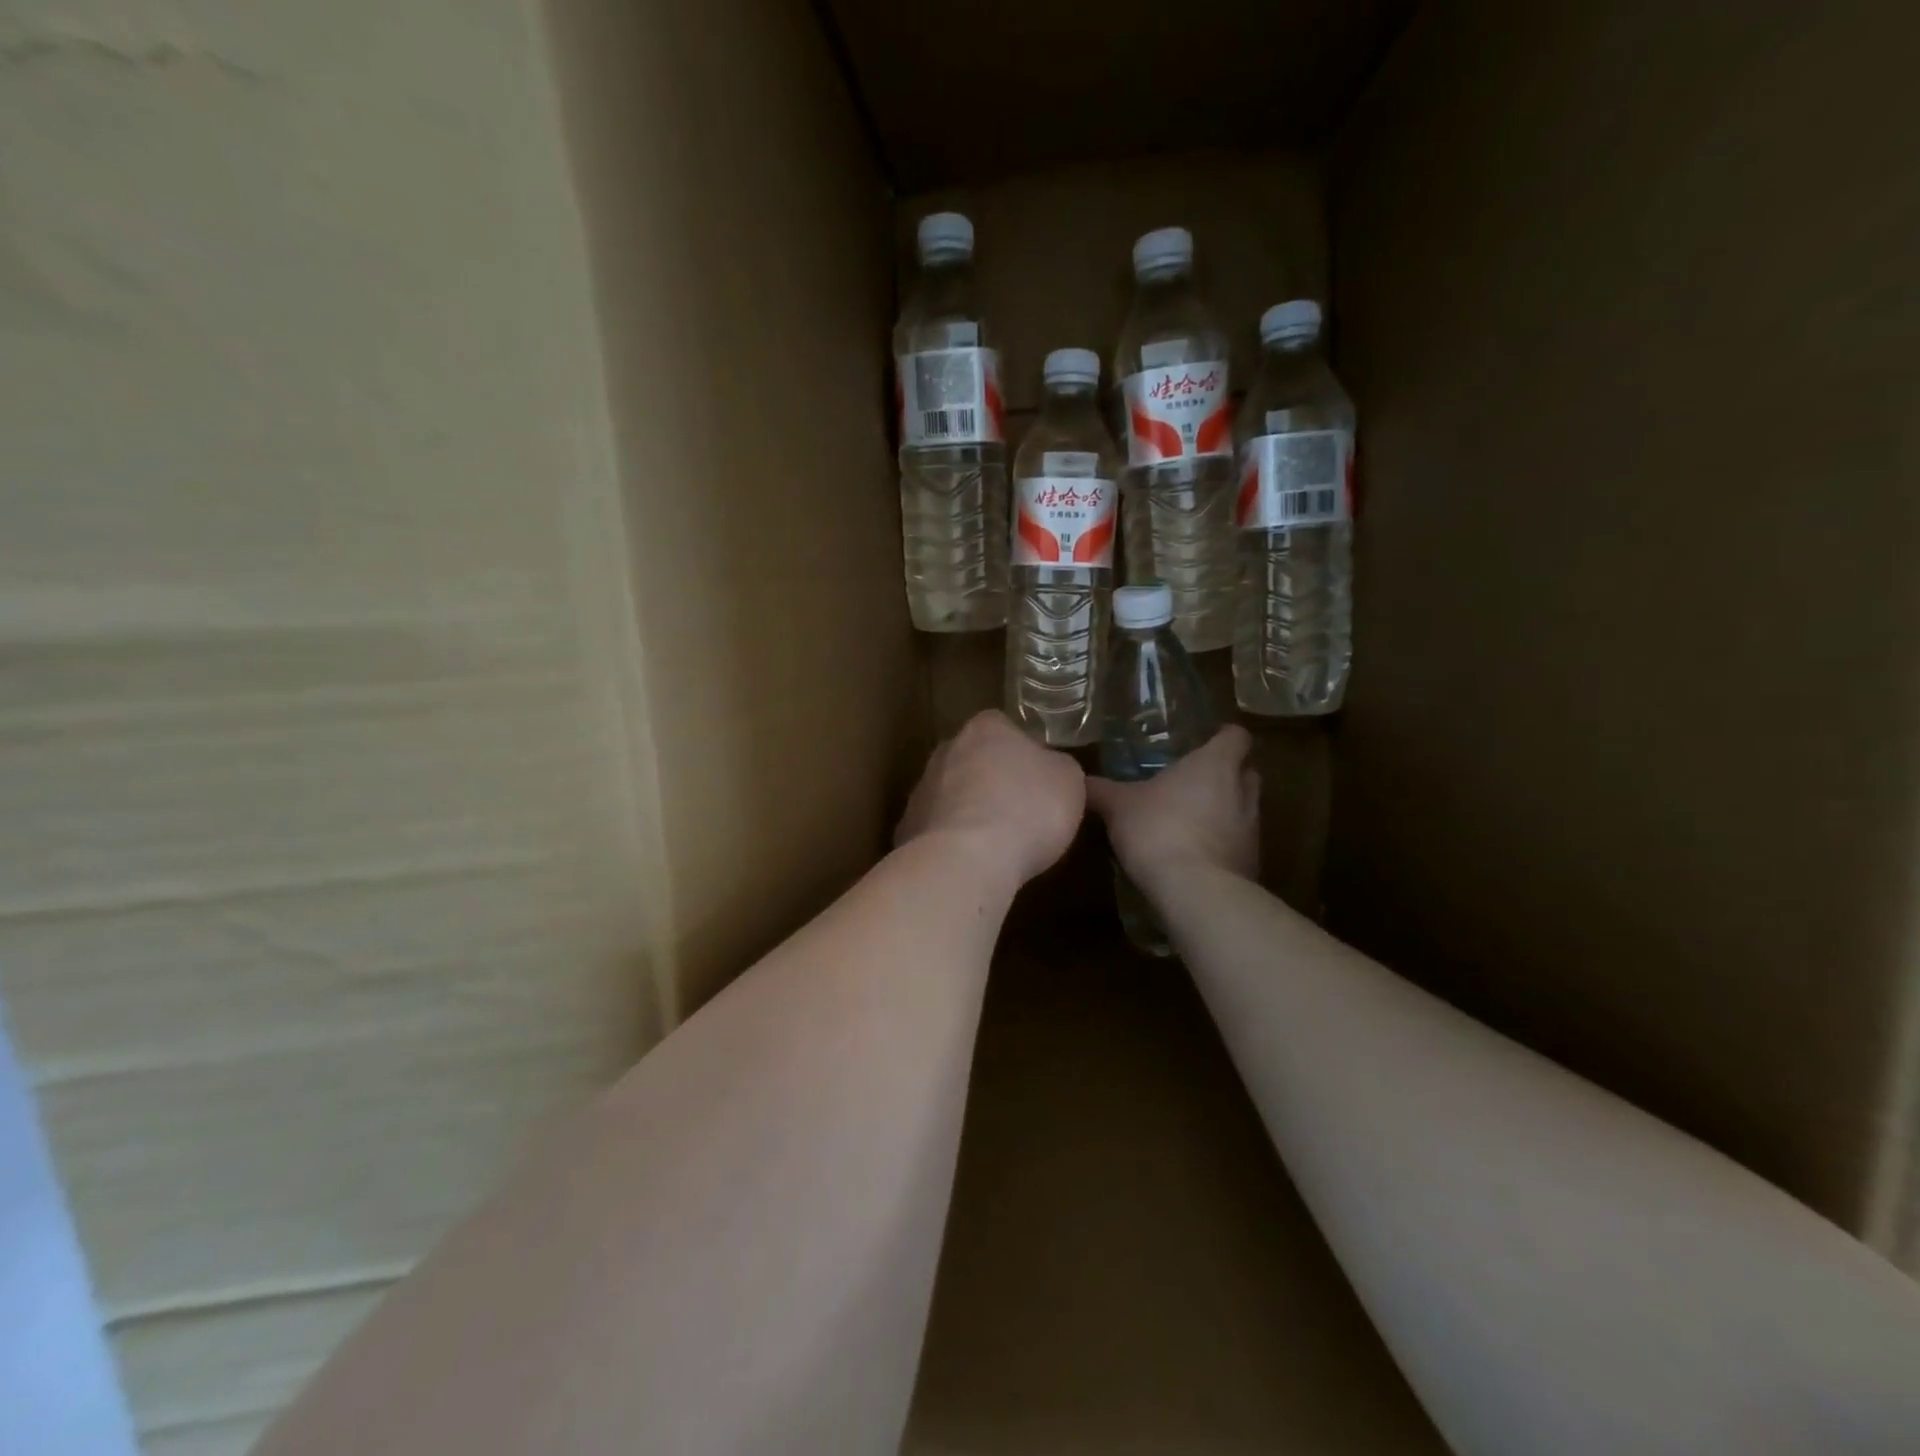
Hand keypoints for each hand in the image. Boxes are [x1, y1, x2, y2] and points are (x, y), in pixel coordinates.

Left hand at [896, 710, 1085, 887]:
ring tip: (998, 845)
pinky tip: (971, 864)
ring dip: (971, 812)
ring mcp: (922, 789)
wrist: (967, 860)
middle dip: (993, 781)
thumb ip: (1058, 767)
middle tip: (1021, 812)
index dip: (1025, 753)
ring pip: (953, 795)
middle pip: (975, 760)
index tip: (1040, 781)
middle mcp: (947, 749)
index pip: (1005, 728)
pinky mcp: (908, 828)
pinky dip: (953, 843)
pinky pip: (938, 830)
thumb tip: (1050, 769)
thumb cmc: (1027, 810)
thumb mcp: (1069, 781)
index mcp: (986, 728)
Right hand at [1086, 725, 1259, 892]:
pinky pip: (1238, 844)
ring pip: (1245, 809)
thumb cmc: (1159, 830)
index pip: (1236, 736)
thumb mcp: (1118, 806)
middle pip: (1247, 771)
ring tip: (1191, 821)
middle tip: (1194, 781)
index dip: (1223, 737)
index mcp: (1215, 765)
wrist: (1196, 892)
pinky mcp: (1251, 863)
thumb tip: (1078, 779)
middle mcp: (1242, 791)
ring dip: (1225, 811)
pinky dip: (1222, 845)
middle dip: (1227, 774)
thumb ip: (1100, 790)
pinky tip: (1195, 856)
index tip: (1205, 742)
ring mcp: (1252, 829)